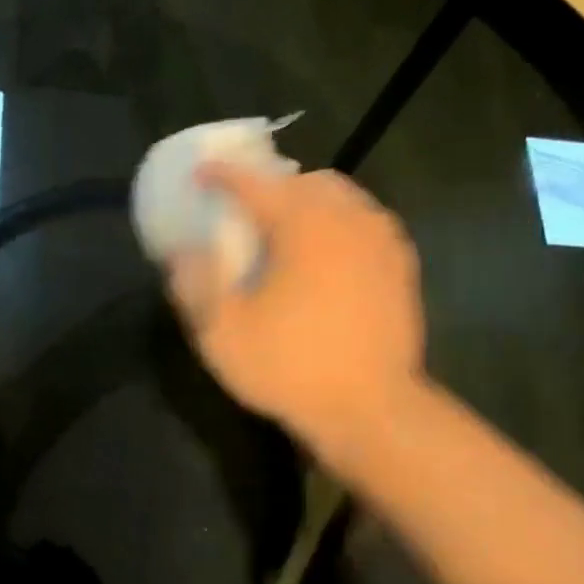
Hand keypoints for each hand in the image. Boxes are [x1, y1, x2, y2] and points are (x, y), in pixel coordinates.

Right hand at [167, 165, 425, 463]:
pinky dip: (339, 223)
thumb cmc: (290, 368)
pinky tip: (327, 254)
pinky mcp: (401, 265)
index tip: (201, 174)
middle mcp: (347, 218)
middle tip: (246, 210)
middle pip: (304, 180)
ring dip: (308, 201)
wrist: (370, 409)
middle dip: (270, 185)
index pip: (255, 183)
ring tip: (286, 230)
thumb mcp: (221, 333)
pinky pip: (366, 222)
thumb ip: (195, 283)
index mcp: (302, 225)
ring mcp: (381, 240)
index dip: (222, 175)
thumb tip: (182, 250)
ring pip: (341, 197)